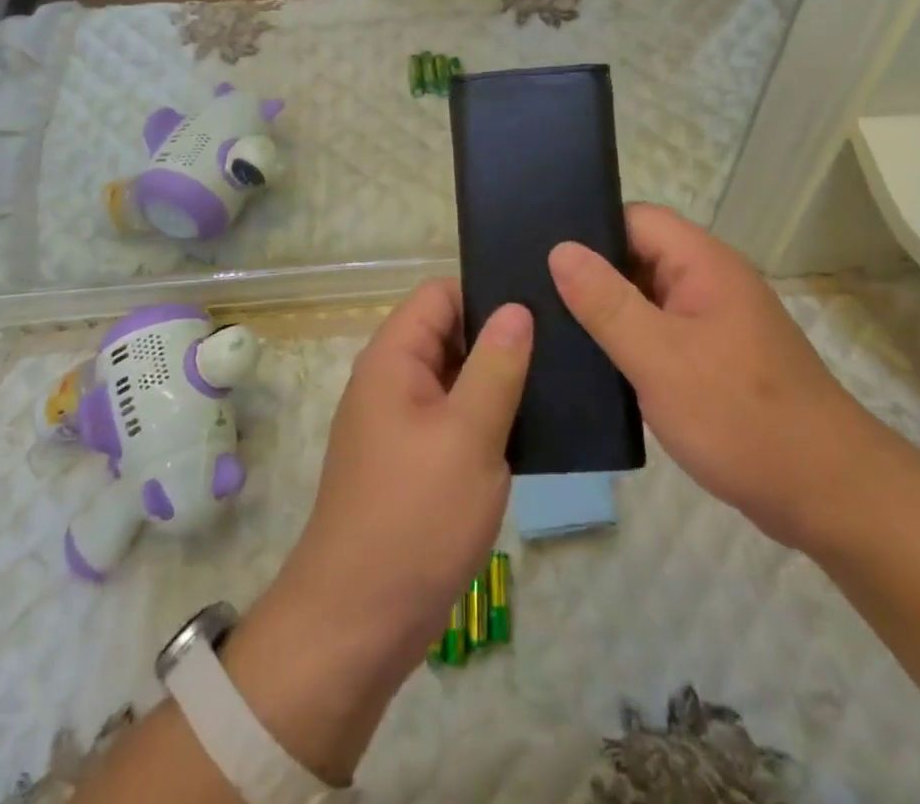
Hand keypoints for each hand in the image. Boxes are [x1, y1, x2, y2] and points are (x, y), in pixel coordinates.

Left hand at [279, 280, 530, 666]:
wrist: (357, 625)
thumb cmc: (415, 518)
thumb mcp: (468, 435)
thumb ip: (496, 366)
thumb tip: (516, 307)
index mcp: (393, 359)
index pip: (439, 294)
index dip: (486, 292)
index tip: (539, 306)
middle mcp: (391, 381)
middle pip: (449, 333)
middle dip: (499, 338)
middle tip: (562, 346)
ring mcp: (400, 424)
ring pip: (456, 379)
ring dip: (498, 381)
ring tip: (557, 382)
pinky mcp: (412, 462)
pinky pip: (454, 419)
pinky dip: (487, 418)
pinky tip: (532, 430)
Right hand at [549, 205, 890, 551]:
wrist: (827, 495)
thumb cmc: (740, 416)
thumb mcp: (661, 357)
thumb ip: (607, 303)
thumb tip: (560, 249)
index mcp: (703, 263)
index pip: (634, 218)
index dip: (588, 228)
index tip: (537, 249)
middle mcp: (708, 281)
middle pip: (637, 255)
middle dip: (589, 273)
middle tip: (530, 290)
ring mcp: (712, 321)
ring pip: (644, 298)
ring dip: (605, 311)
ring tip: (546, 324)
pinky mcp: (711, 359)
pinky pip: (657, 333)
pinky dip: (625, 342)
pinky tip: (588, 362)